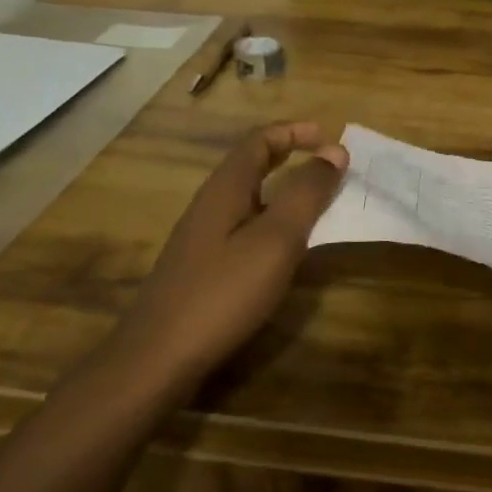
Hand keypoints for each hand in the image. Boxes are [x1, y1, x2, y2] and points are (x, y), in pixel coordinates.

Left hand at [105, 121, 347, 402]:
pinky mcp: (203, 266)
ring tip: (319, 202)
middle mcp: (211, 203)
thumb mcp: (276, 239)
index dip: (295, 132)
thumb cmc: (223, 292)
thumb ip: (306, 193)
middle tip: (329, 165)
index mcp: (227, 188)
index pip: (259, 140)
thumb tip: (334, 152)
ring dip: (285, 189)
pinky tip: (288, 247)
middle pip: (252, 164)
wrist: (157, 358)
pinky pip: (246, 225)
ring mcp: (203, 237)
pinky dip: (274, 220)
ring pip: (250, 196)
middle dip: (291, 155)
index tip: (330, 138)